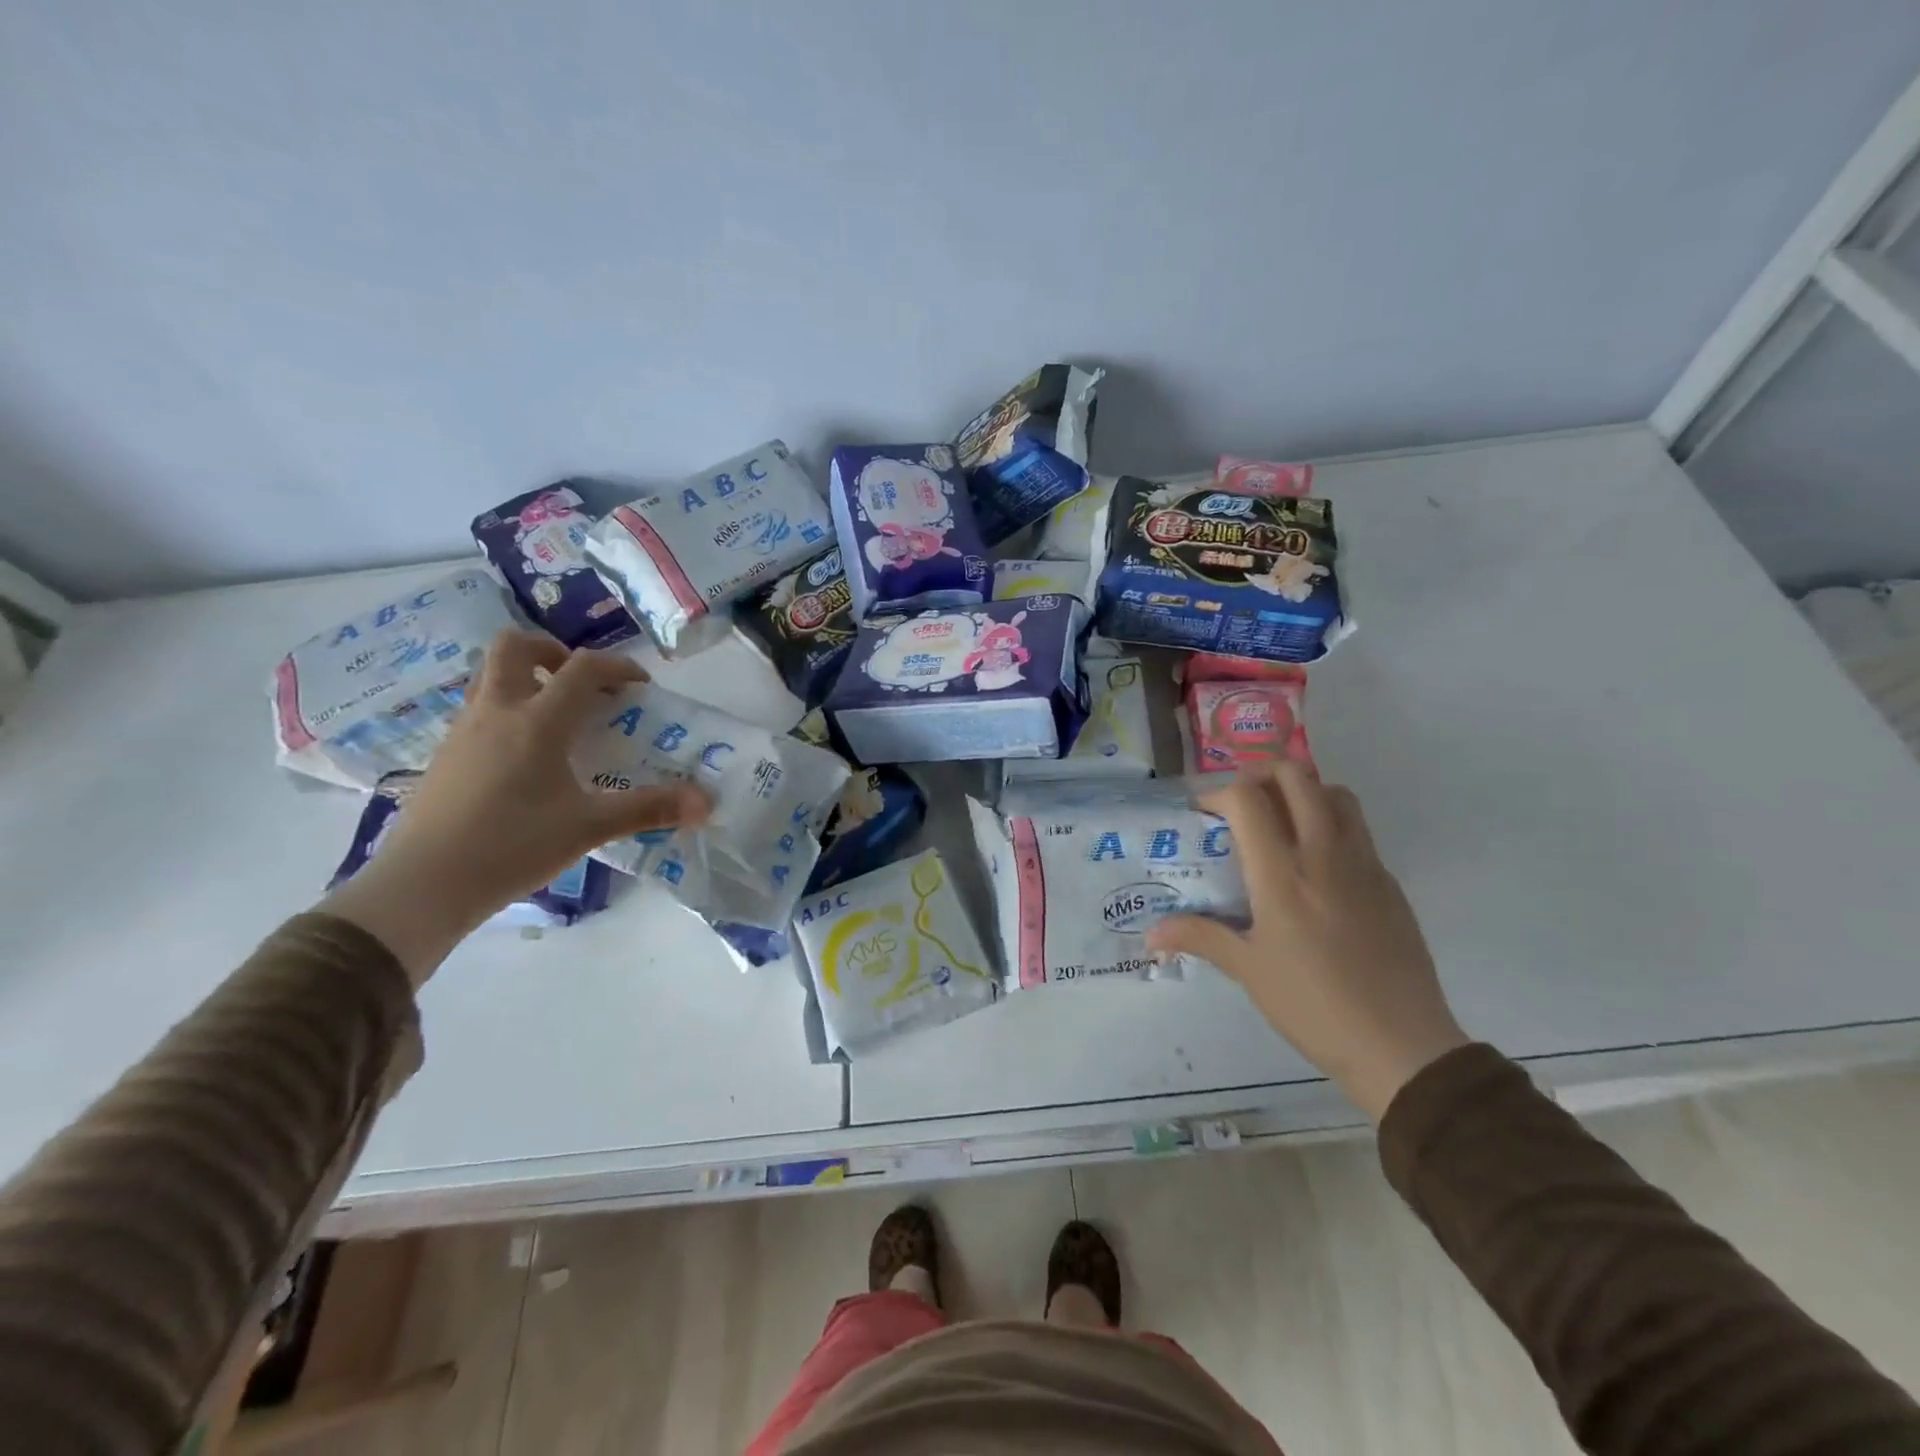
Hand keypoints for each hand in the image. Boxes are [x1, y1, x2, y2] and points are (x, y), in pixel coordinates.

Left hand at [323, 631, 710, 984]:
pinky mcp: (445, 756)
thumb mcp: (590, 827)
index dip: (617, 667)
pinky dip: (508, 711)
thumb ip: (649, 809)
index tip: (639, 688)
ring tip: (558, 718)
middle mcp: (496, 712)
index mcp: (537, 722)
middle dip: (553, 652)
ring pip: (490, 677)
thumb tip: (705, 802)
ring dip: (527, 679)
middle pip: (514, 647)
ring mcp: (463, 732)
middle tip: (582, 683)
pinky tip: (527, 757)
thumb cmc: (513, 846)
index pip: (582, 669)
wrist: (424, 884)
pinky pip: (479, 710)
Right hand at [1147, 762, 1467, 1120]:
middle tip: (1241, 803)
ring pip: (1335, 793)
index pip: (1248, 799)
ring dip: (1303, 791)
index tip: (1204, 813)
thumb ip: (1200, 938)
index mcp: (1281, 874)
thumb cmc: (1312, 1006)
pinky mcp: (1389, 882)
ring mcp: (1364, 864)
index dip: (1219, 793)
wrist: (1401, 1045)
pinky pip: (1358, 830)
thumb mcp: (1248, 971)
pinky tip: (1316, 866)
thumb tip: (1151, 934)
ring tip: (1281, 820)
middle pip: (1296, 776)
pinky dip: (1331, 824)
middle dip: (1261, 775)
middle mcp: (1323, 854)